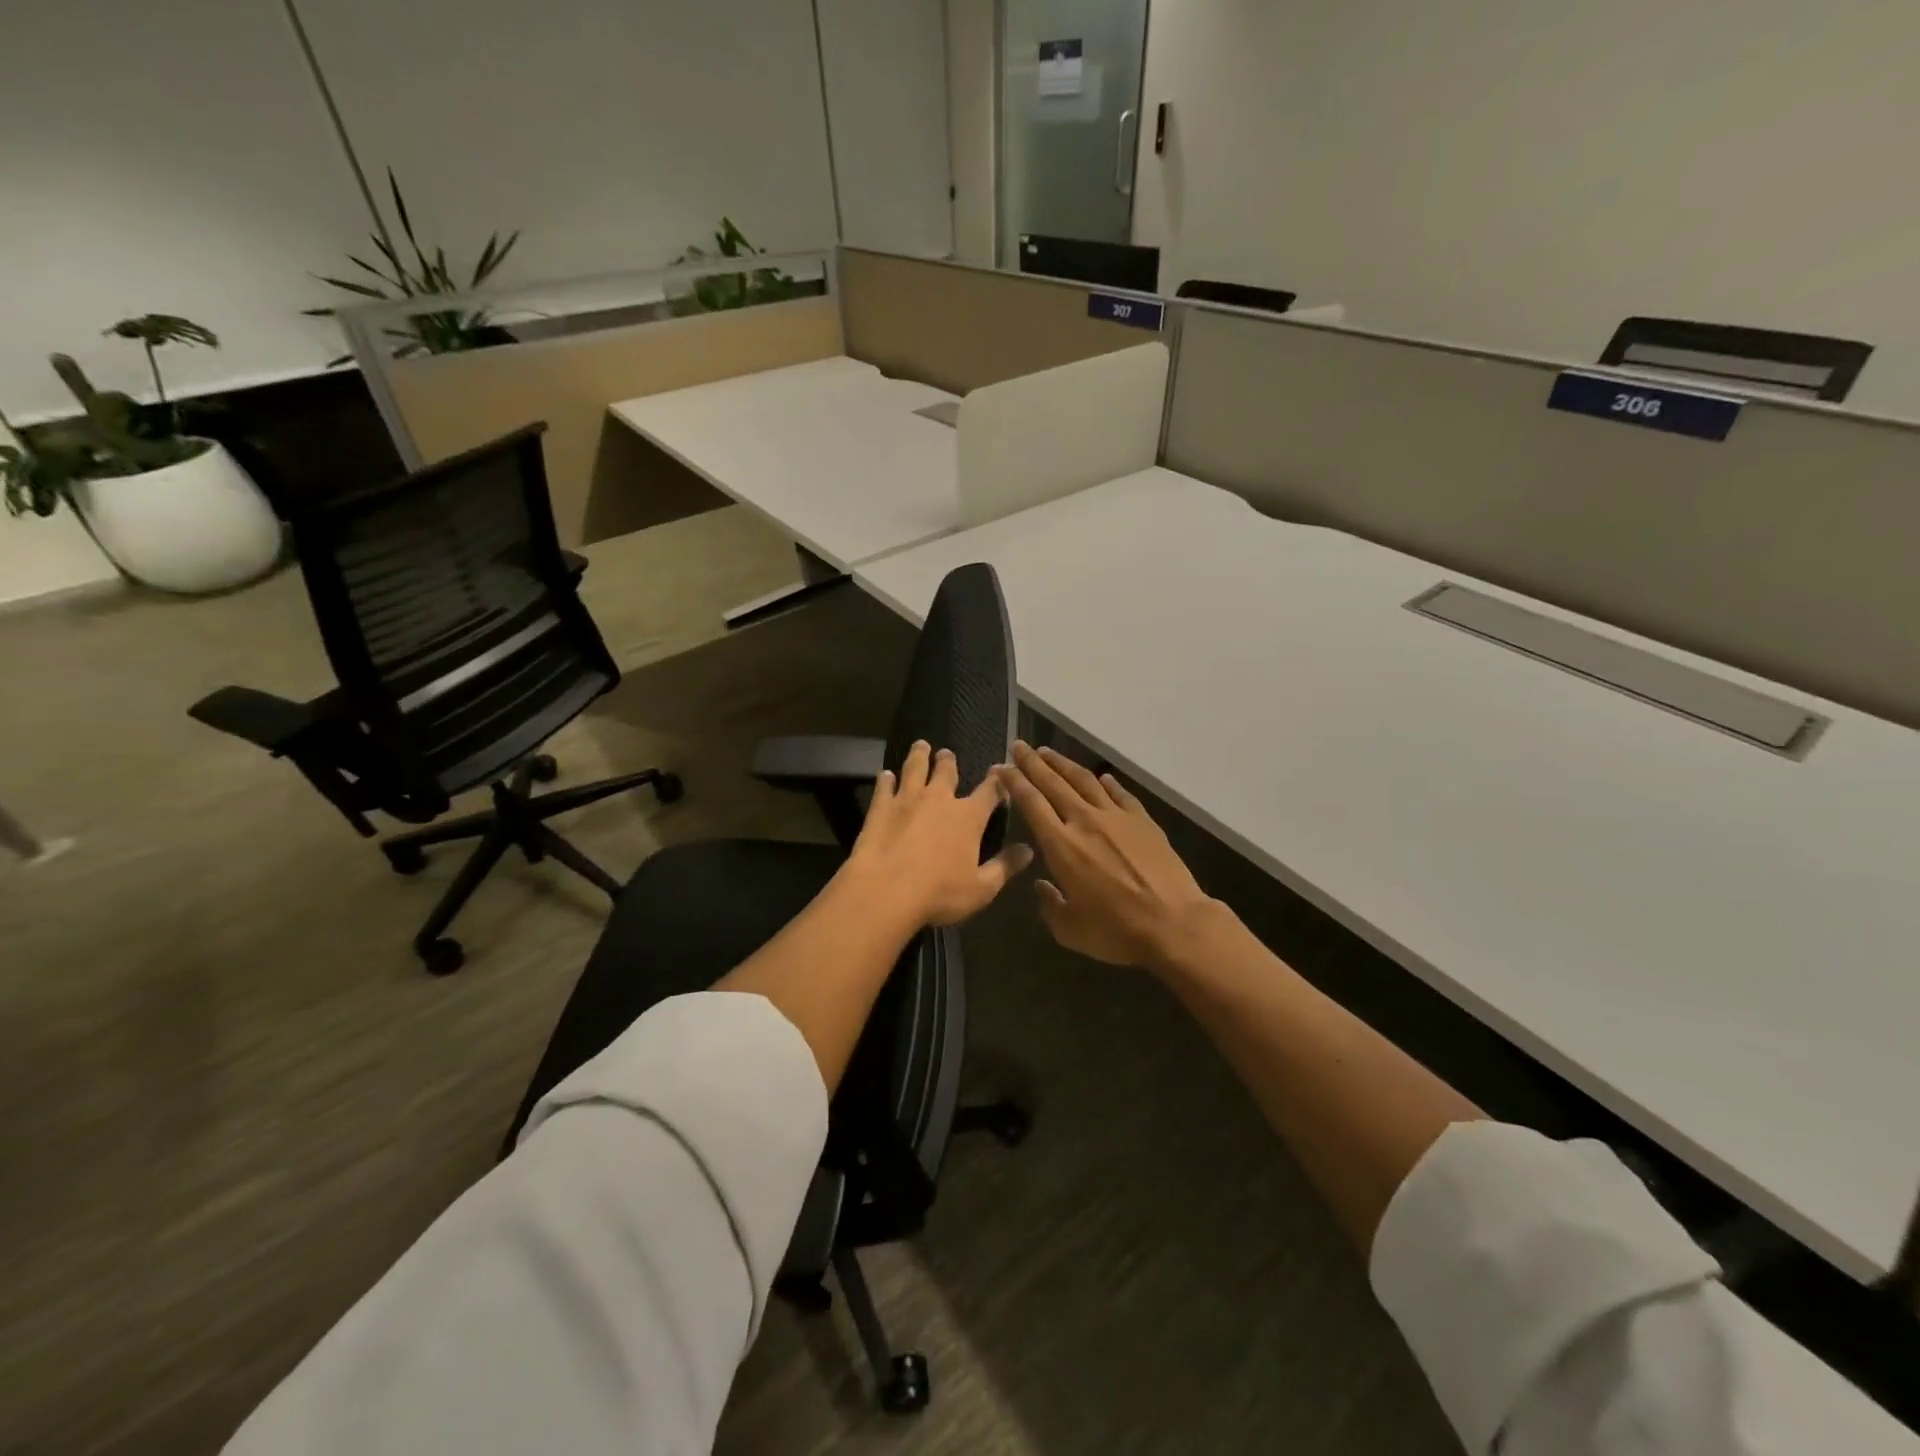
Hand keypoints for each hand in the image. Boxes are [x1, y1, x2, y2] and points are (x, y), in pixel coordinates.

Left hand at [846, 740, 1033, 926]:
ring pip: (915, 769)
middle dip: (948, 761)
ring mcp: (907, 799)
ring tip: (920, 746)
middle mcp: (939, 799)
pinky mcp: (881, 807)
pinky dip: (886, 779)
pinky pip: (884, 787)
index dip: (997, 781)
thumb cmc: (940, 893)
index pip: (989, 791)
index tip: (999, 771)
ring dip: (919, 756)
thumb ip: (1005, 866)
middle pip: (947, 772)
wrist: (886, 890)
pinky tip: (885, 774)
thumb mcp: (982, 888)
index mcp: (969, 817)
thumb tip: (1028, 850)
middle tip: (947, 753)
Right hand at [996, 742, 1213, 968]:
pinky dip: (1107, 783)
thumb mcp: (1069, 929)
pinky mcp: (1143, 821)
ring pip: (1084, 781)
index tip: (1001, 767)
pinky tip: (1101, 777)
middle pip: (1054, 783)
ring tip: (1048, 752)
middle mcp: (1085, 821)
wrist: (1173, 923)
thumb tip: (1042, 886)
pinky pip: (1120, 795)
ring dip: (1063, 764)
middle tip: (1019, 746)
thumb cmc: (1116, 931)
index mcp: (1061, 845)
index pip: (1031, 803)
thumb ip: (1049, 905)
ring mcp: (1117, 817)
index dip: (1014, 782)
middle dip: (1033, 763)